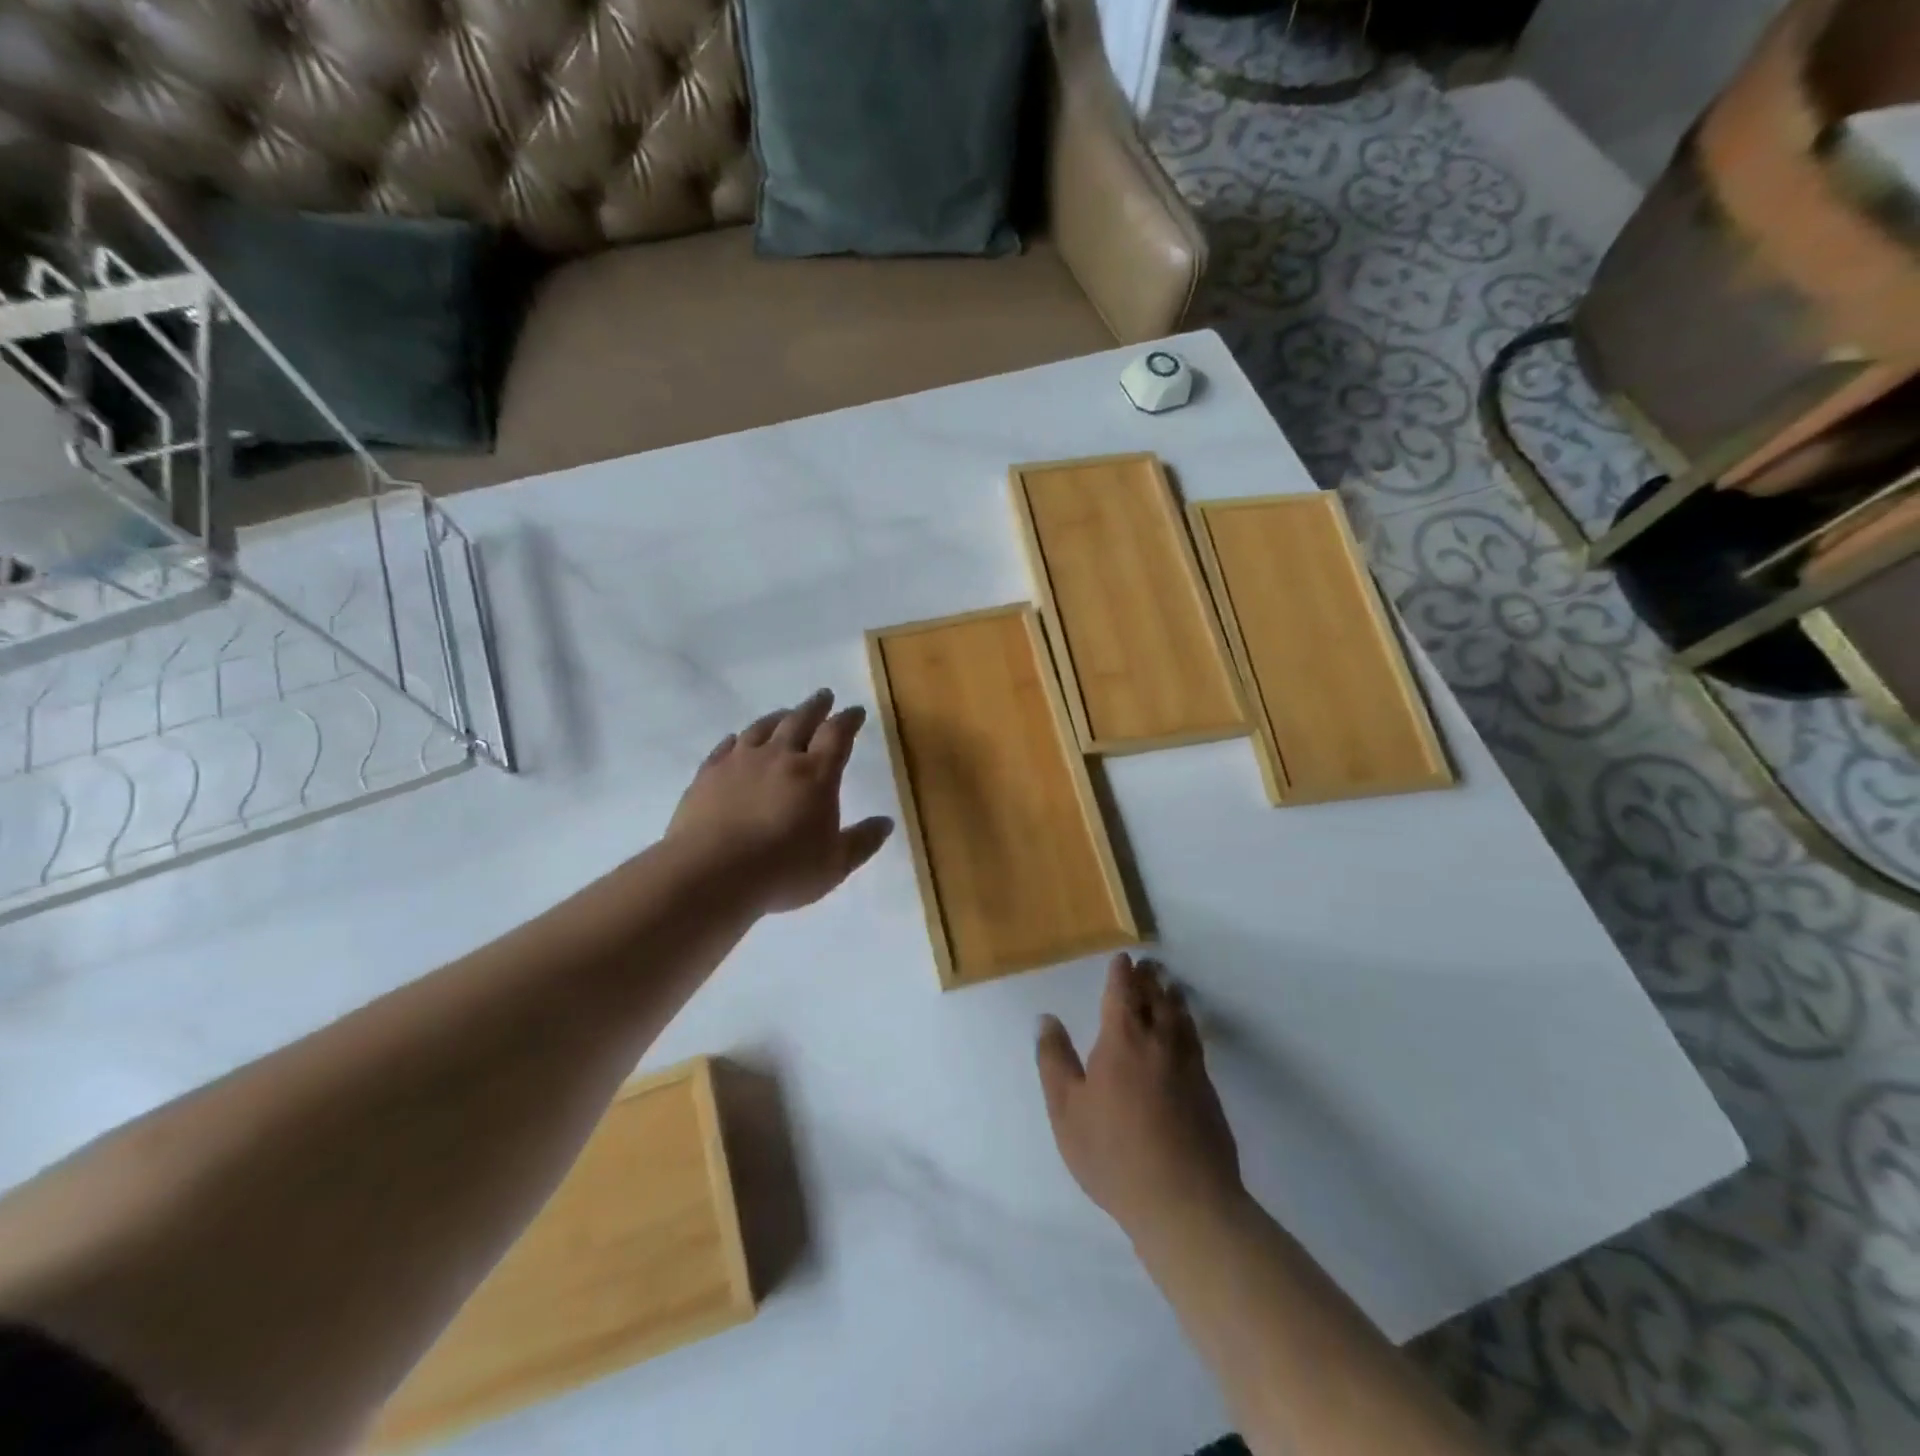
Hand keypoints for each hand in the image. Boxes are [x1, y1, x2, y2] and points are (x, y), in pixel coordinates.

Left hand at [667, 689, 893, 913]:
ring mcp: (740, 762)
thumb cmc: (783, 871)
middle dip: (816, 707)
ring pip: (762, 728)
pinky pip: (726, 747)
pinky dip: (737, 739)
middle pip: (800, 720)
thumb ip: (862, 841)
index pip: (837, 735)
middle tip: (824, 696)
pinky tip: (737, 740)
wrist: (712, 874)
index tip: (855, 711)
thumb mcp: (835, 865)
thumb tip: (886, 823)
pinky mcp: (708, 774)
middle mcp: (780, 757)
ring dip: (778, 717)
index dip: (848, 720)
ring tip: (785, 714)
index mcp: (816, 774)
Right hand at [1037, 954, 1243, 1240]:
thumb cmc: (1114, 1153)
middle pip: (1156, 999)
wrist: (1184, 1201)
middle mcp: (1159, 1043)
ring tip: (1171, 988)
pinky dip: (1190, 1026)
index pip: (1123, 993)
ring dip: (1173, 998)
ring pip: (1181, 1019)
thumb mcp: (1067, 1110)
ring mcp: (1189, 1066)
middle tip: (1148, 965)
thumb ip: (1055, 1061)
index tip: (1123, 958)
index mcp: (1122, 1040)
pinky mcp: (1209, 1092)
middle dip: (1150, 979)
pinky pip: (1196, 1043)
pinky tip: (1188, 1034)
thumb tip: (1046, 1020)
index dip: (1122, 973)